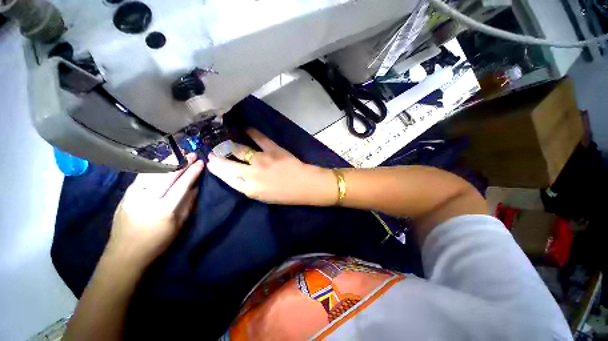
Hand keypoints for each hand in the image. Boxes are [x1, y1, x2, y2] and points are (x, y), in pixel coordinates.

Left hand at [106, 153, 204, 267]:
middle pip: (167, 175)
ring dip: (167, 162)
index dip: (192, 172)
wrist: (124, 254)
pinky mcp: (125, 195)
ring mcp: (133, 195)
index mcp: (164, 209)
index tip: (201, 162)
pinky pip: (142, 177)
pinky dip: (154, 168)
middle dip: (181, 163)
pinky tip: (161, 163)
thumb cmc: (157, 243)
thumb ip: (188, 204)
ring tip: (178, 154)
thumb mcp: (179, 225)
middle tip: (192, 154)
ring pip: (152, 173)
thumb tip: (195, 186)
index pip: (182, 184)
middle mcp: (147, 199)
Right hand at [207, 129, 336, 205]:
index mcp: (249, 188)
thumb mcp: (263, 197)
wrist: (304, 185)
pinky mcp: (273, 149)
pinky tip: (245, 128)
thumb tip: (237, 175)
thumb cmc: (285, 195)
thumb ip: (248, 186)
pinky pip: (259, 137)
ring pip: (239, 149)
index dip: (217, 169)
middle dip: (217, 157)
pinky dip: (251, 131)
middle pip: (227, 163)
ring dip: (230, 145)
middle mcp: (251, 173)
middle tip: (213, 152)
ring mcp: (261, 159)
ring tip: (226, 142)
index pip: (226, 177)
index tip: (211, 163)